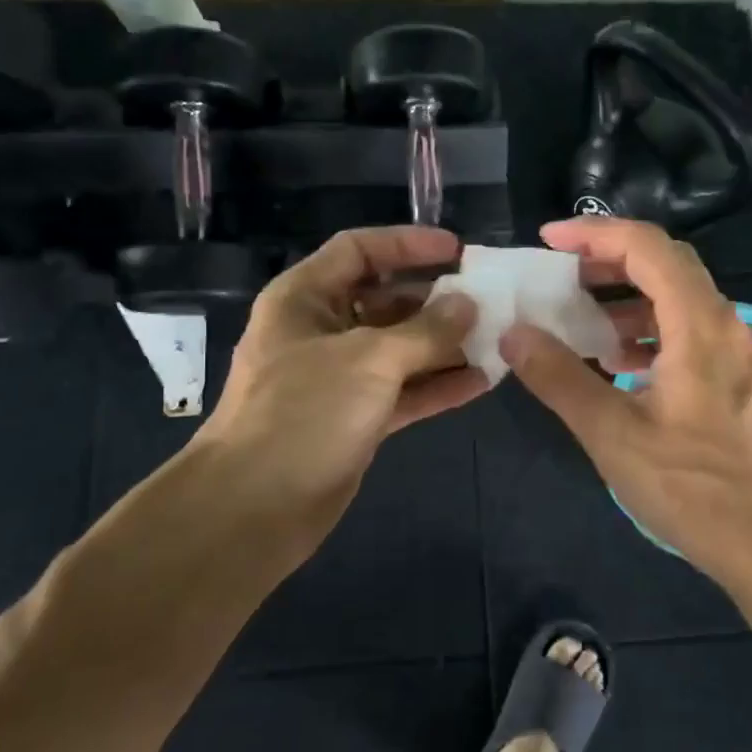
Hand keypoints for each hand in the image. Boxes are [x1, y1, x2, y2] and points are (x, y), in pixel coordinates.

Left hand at [191, 226, 485, 556]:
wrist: (255, 507)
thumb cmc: (304, 413)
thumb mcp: (369, 360)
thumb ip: (425, 330)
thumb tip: (468, 306)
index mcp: (305, 298)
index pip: (359, 250)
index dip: (407, 244)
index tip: (458, 251)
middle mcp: (321, 330)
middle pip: (385, 299)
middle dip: (435, 299)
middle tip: (488, 300)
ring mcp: (338, 377)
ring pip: (399, 348)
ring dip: (444, 345)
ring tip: (497, 340)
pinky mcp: (355, 418)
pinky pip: (403, 390)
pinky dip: (438, 385)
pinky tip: (482, 381)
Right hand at [501, 218, 751, 581]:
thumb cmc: (693, 487)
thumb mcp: (612, 434)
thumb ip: (559, 378)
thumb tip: (513, 333)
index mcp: (698, 325)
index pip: (646, 247)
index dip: (594, 234)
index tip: (548, 241)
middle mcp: (723, 324)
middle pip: (665, 262)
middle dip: (608, 258)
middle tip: (559, 272)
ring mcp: (733, 352)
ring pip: (677, 297)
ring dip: (626, 296)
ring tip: (579, 317)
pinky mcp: (733, 379)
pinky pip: (686, 330)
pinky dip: (646, 328)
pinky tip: (616, 362)